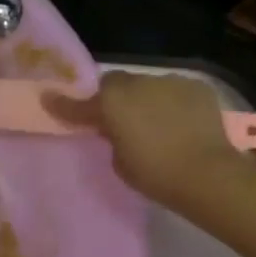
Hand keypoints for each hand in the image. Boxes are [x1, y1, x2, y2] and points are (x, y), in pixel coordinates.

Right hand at [44, 71, 251, 209]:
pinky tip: (181, 122)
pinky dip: (173, 103)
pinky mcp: (196, 86)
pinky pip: (175, 91)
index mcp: (112, 103)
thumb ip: (112, 138)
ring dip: (145, 99)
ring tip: (155, 122)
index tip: (48, 99)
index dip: (64, 105)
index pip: (79, 104)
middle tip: (117, 118)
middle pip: (116, 84)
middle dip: (113, 98)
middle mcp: (137, 84)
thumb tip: (118, 128)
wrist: (207, 173)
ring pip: (148, 86)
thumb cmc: (155, 174)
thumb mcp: (120, 162)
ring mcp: (169, 82)